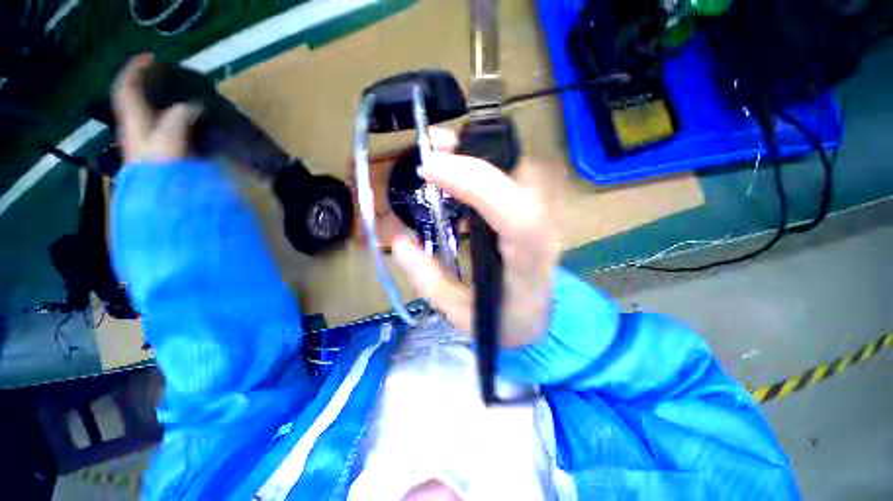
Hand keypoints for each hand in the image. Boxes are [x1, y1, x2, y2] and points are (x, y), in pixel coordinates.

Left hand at [112, 53, 200, 163]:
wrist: (159, 195)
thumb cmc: (161, 163)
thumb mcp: (171, 135)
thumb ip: (181, 116)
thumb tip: (192, 106)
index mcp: (133, 118)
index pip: (126, 87)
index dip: (135, 69)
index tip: (150, 57)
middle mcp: (134, 126)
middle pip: (133, 98)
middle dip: (145, 83)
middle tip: (164, 77)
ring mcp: (143, 140)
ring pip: (145, 112)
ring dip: (157, 101)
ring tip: (176, 97)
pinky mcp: (154, 152)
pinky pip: (158, 126)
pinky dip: (167, 118)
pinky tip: (182, 121)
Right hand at [392, 129, 561, 347]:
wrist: (541, 319)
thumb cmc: (504, 321)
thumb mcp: (461, 314)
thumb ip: (429, 280)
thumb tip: (401, 241)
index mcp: (528, 263)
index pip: (515, 215)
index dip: (474, 183)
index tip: (429, 169)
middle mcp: (544, 232)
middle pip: (522, 177)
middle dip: (474, 154)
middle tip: (432, 147)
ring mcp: (546, 217)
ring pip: (519, 168)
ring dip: (479, 153)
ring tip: (442, 154)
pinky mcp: (537, 210)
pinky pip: (514, 175)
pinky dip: (485, 164)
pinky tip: (461, 170)